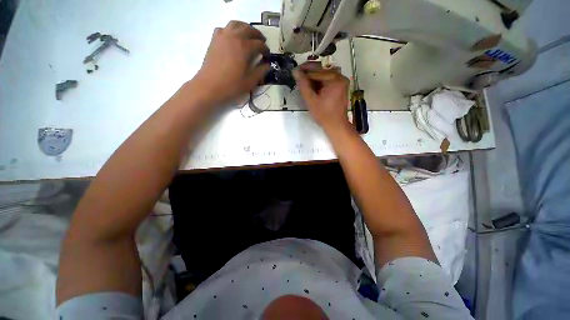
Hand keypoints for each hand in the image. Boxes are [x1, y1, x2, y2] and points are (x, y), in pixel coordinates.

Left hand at [193, 21, 269, 105]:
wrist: (210, 86)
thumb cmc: (232, 85)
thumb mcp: (250, 81)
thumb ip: (261, 72)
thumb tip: (267, 65)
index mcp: (244, 47)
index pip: (259, 44)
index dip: (265, 49)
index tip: (268, 55)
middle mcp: (234, 37)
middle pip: (248, 29)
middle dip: (257, 35)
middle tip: (262, 42)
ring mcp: (222, 36)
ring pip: (236, 24)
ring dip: (245, 27)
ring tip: (249, 35)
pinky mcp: (214, 40)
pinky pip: (224, 28)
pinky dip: (231, 30)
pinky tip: (233, 38)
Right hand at [293, 62, 351, 132]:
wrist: (336, 125)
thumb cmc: (324, 115)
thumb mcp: (311, 100)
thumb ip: (303, 85)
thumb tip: (295, 71)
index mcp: (334, 79)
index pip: (317, 70)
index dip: (304, 70)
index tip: (294, 72)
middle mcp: (340, 76)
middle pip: (321, 70)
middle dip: (309, 73)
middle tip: (298, 78)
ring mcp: (342, 81)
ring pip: (324, 74)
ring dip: (313, 77)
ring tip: (304, 83)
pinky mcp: (340, 86)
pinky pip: (328, 80)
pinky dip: (320, 82)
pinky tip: (312, 87)